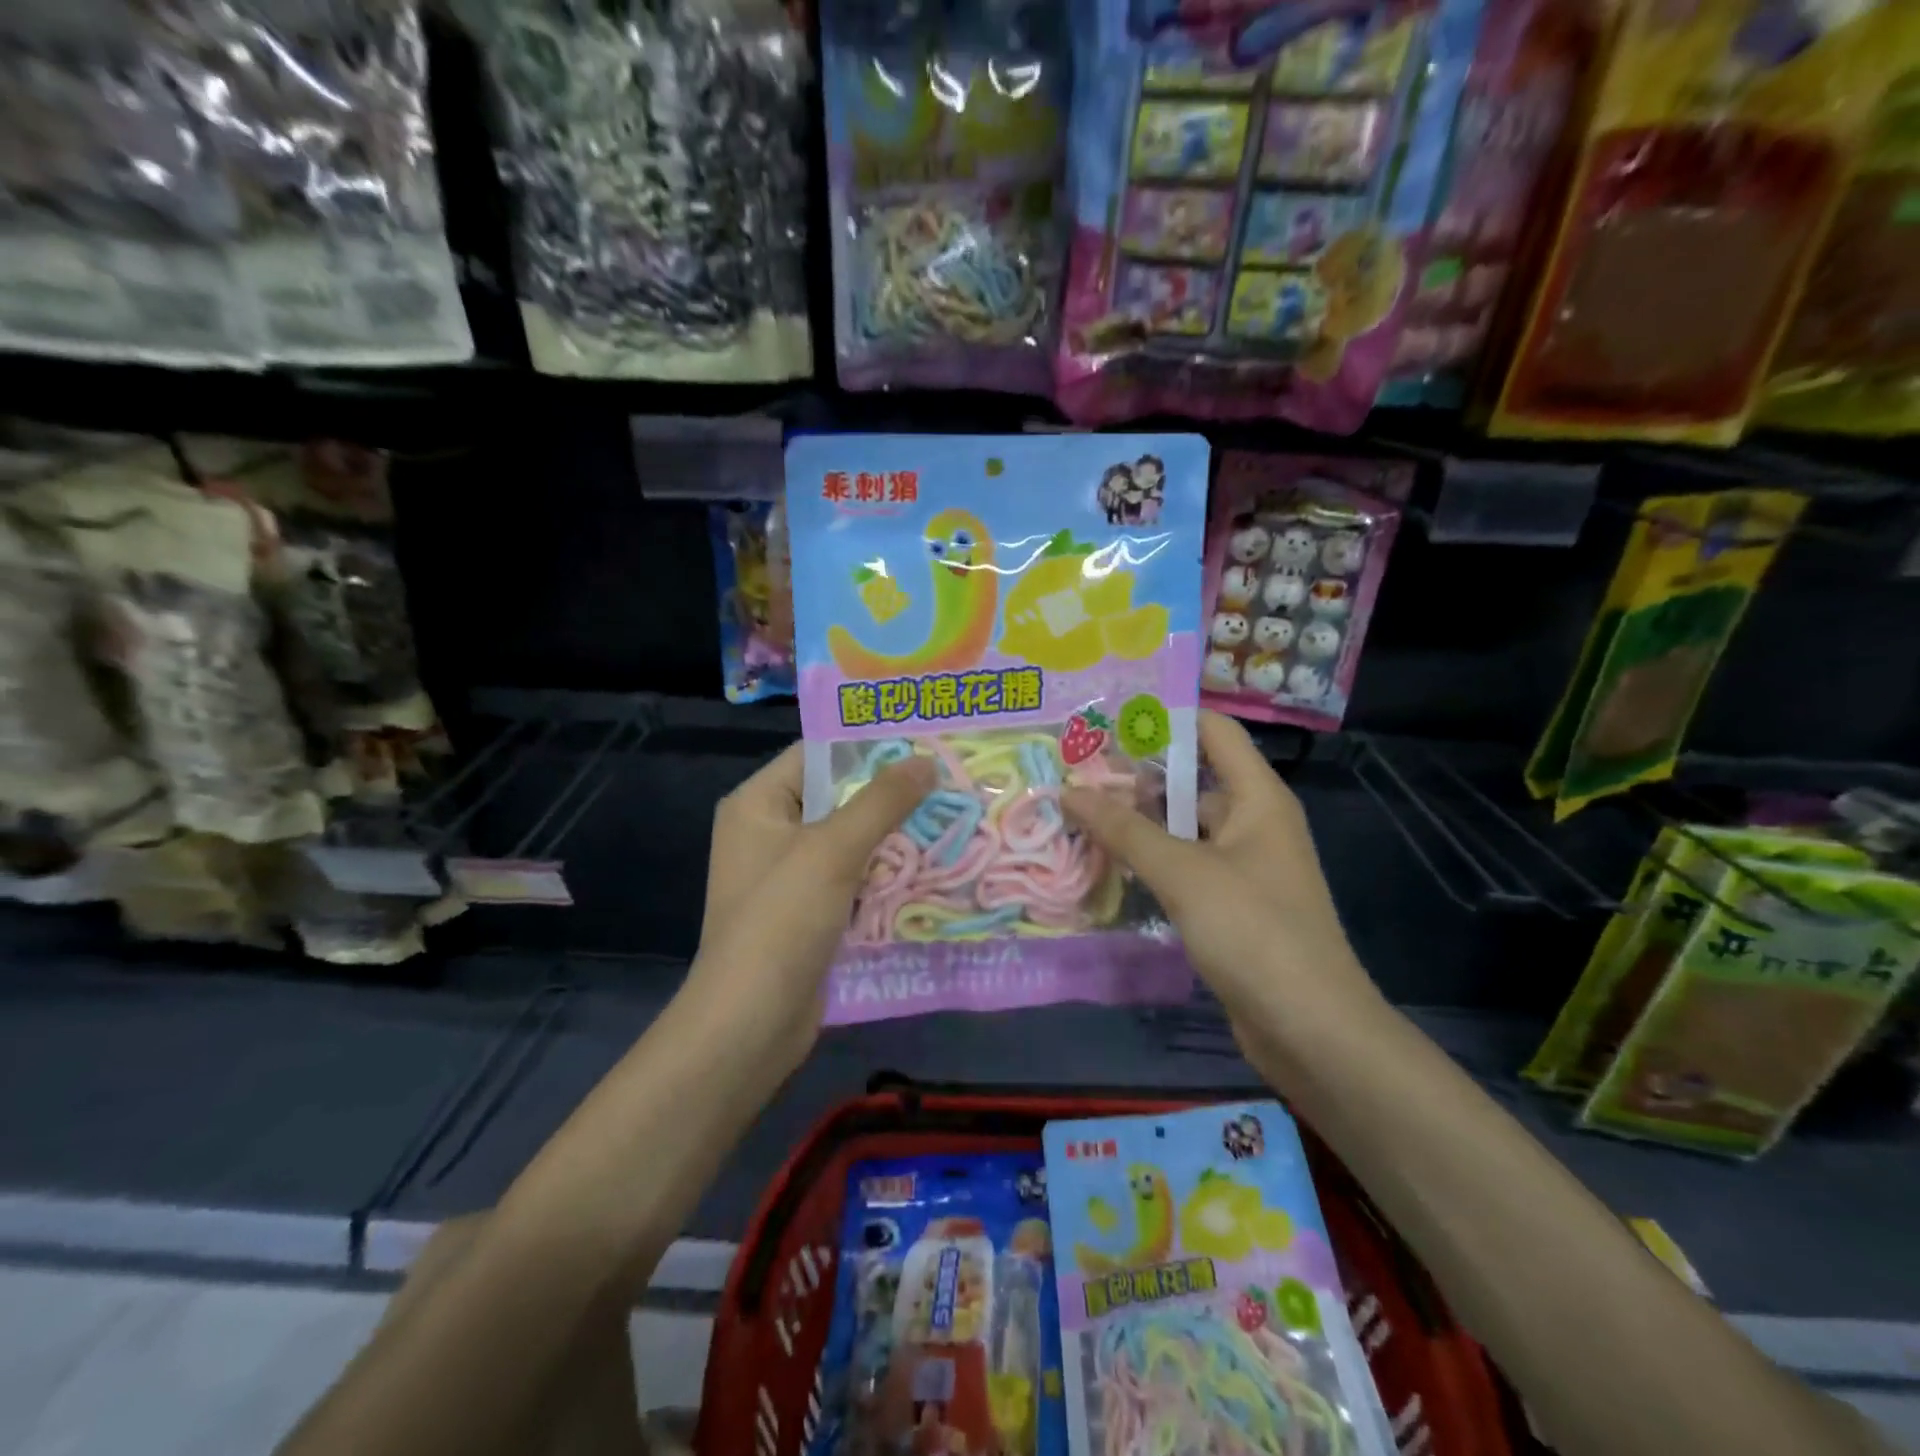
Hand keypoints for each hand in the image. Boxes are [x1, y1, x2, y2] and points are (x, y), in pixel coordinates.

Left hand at [686, 743, 934, 1067]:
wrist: (751, 1022)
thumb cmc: (782, 919)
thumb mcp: (834, 849)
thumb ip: (882, 800)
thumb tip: (925, 760)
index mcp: (759, 803)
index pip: (817, 755)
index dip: (869, 746)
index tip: (924, 741)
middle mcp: (770, 832)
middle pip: (838, 797)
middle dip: (891, 794)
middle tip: (949, 779)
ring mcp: (790, 875)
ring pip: (851, 841)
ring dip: (895, 836)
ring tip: (952, 816)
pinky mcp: (809, 912)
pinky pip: (854, 878)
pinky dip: (886, 873)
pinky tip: (932, 867)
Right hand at [1062, 712, 1379, 1036]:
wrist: (1310, 1029)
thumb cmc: (1253, 931)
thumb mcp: (1183, 872)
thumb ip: (1124, 829)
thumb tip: (1069, 790)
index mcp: (1257, 797)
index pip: (1213, 731)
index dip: (1165, 719)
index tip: (1108, 722)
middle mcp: (1253, 822)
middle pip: (1191, 779)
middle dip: (1136, 775)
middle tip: (1075, 772)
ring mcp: (1243, 865)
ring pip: (1182, 827)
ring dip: (1137, 821)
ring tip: (1078, 814)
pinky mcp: (1230, 904)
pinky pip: (1184, 865)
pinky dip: (1150, 860)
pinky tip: (1108, 864)